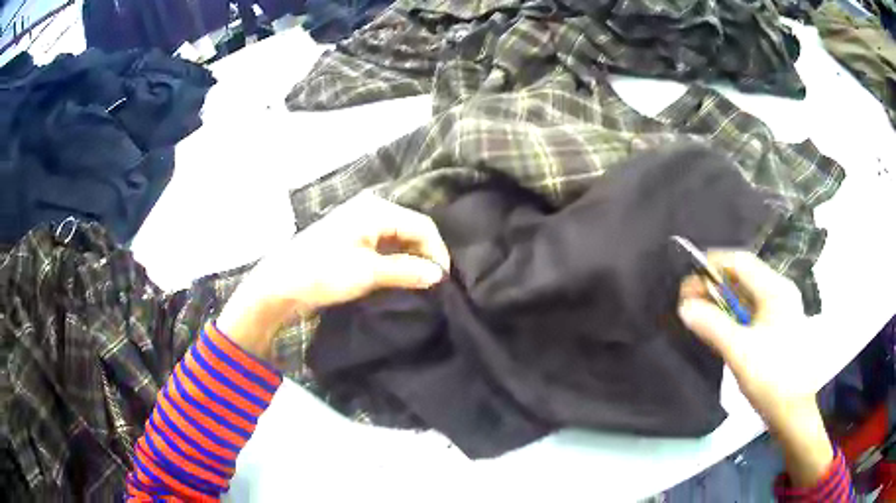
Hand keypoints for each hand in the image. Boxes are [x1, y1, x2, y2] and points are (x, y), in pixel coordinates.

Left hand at [217, 193, 449, 360]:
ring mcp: (360, 222)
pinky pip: (384, 244)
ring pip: (399, 237)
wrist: (281, 283)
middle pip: (412, 229)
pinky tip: (400, 276)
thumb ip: (406, 271)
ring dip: (410, 259)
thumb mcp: (368, 273)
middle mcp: (371, 208)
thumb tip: (438, 275)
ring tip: (419, 283)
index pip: (422, 226)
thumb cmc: (323, 272)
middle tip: (433, 284)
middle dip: (425, 255)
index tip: (443, 281)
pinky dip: (395, 260)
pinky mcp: (352, 237)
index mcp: (376, 209)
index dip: (437, 252)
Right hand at [678, 251, 833, 486]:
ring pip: (745, 295)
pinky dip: (731, 315)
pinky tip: (717, 328)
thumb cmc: (771, 377)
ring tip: (698, 314)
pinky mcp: (775, 327)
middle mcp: (779, 292)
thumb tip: (684, 307)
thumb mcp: (740, 352)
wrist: (792, 410)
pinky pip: (749, 311)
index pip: (740, 262)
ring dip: (721, 301)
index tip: (687, 280)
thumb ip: (713, 326)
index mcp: (775, 290)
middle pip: (742, 276)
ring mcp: (778, 310)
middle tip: (688, 301)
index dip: (712, 264)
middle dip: (714, 285)